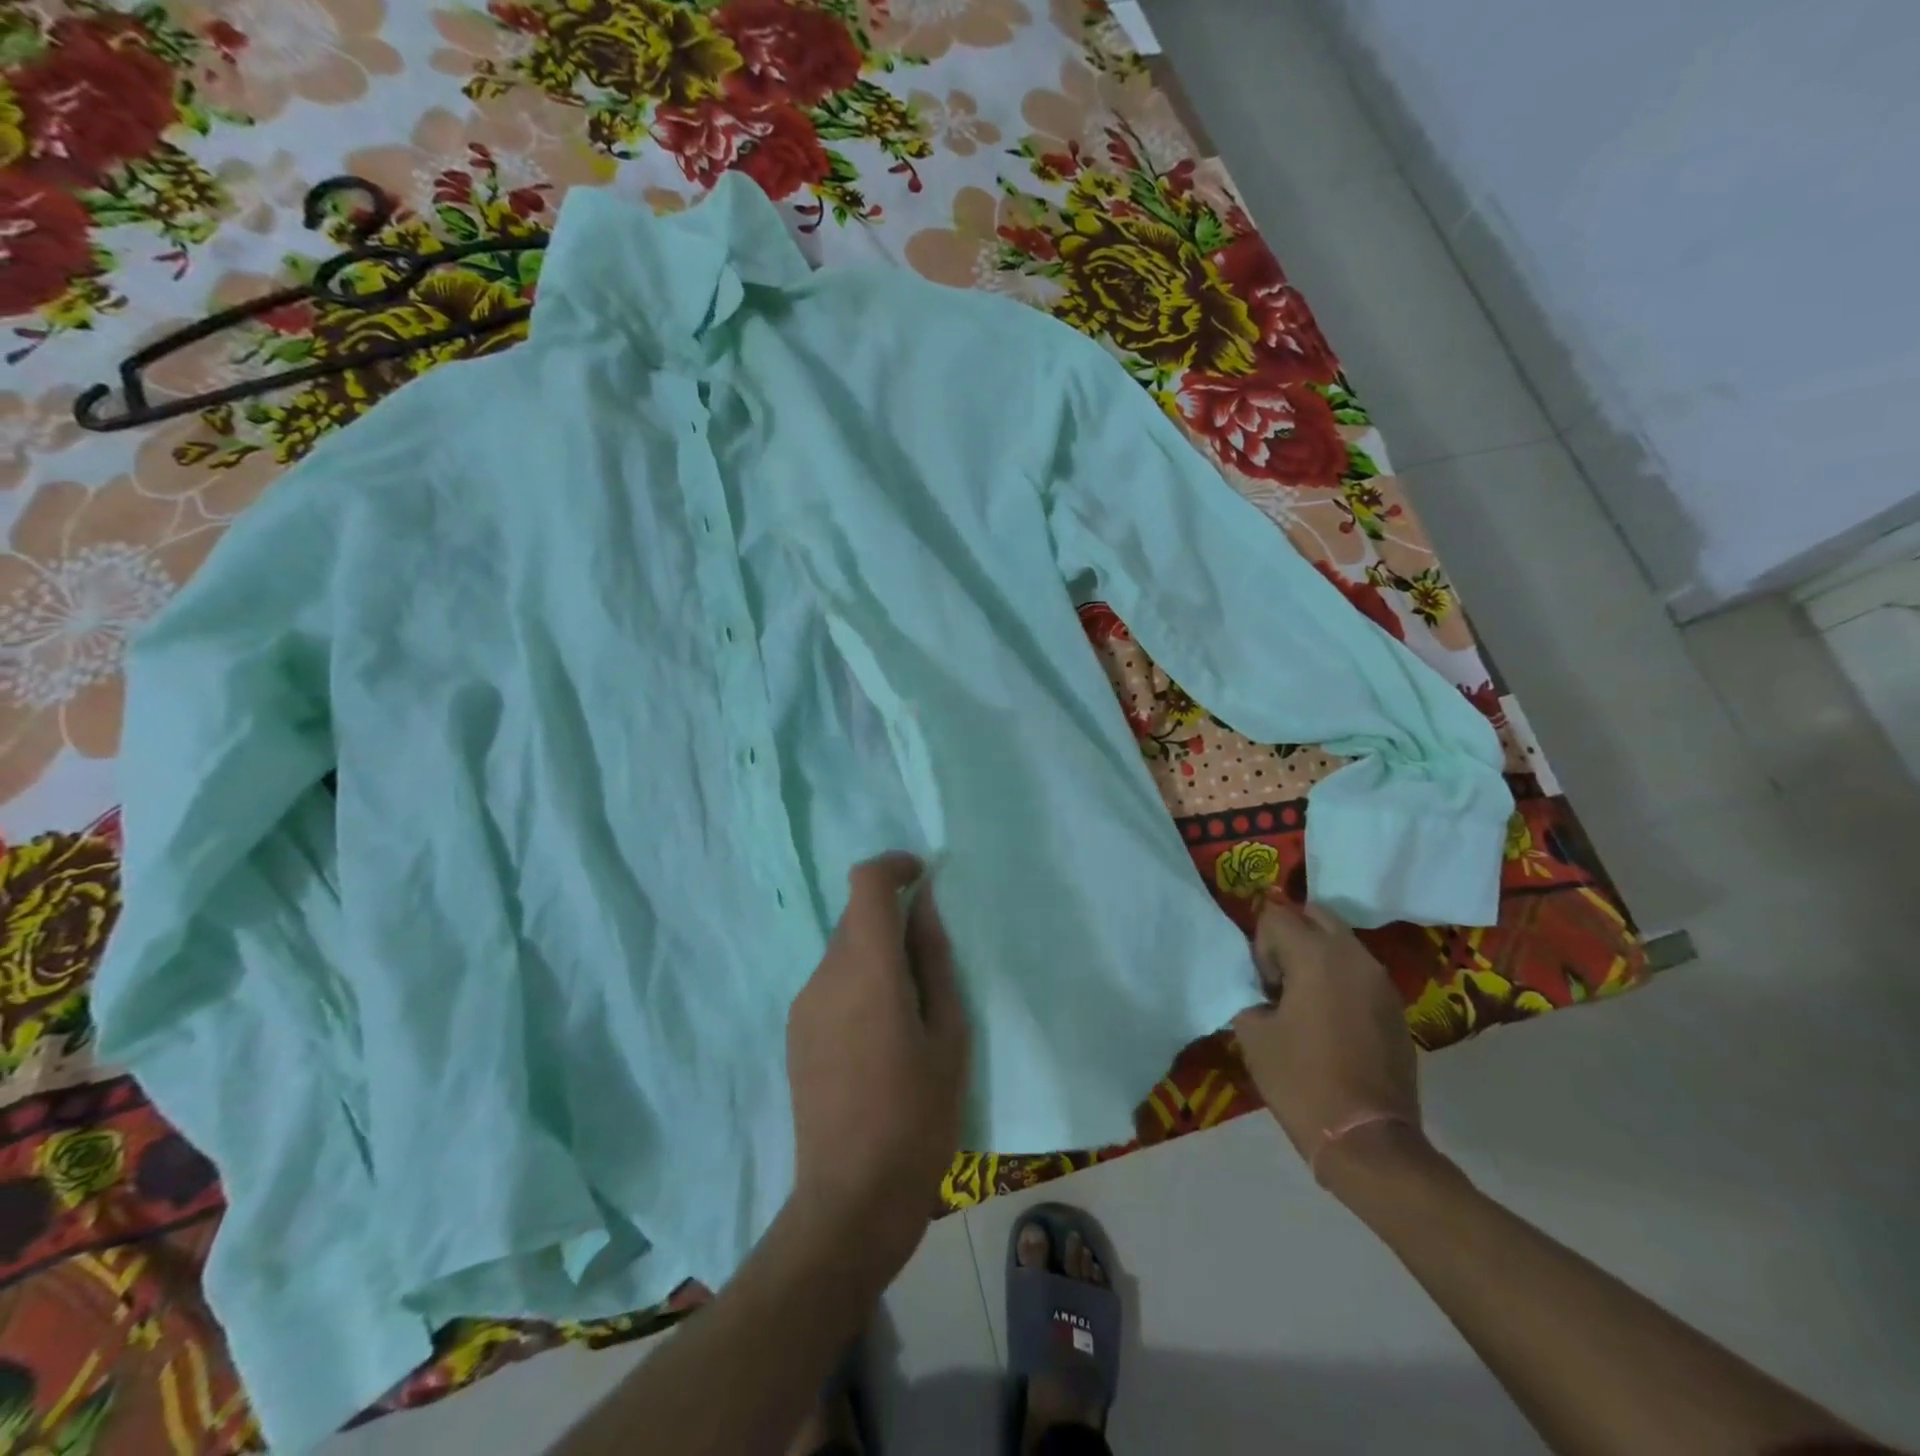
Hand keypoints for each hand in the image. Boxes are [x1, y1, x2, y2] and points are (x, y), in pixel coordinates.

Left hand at [786, 852, 970, 1281]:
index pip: (865, 882)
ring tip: (911, 1013)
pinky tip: (880, 1039)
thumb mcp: (949, 1036)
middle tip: (933, 964)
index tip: (924, 878)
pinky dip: (859, 983)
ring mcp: (803, 1005)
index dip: (894, 866)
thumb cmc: (918, 1117)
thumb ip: (935, 960)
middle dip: (893, 919)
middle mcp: (825, 975)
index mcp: (868, 969)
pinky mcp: (795, 1032)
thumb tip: (925, 906)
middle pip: (855, 917)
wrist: (850, 1201)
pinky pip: (831, 983)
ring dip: (876, 955)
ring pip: (843, 951)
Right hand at [1232, 896, 1422, 1184]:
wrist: (1367, 1141)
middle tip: (1278, 979)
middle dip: (1291, 935)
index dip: (1259, 945)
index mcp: (1316, 956)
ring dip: (1316, 956)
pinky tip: (1328, 1021)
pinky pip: (1359, 972)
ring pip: (1341, 942)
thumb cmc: (1301, 1082)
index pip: (1276, 915)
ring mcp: (1382, 982)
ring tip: (1302, 1001)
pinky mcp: (1396, 1008)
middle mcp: (1354, 957)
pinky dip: (1339, 979)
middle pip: (1315, 915)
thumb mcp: (1253, 1034)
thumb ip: (1250, 994)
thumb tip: (1261, 990)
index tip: (1262, 986)